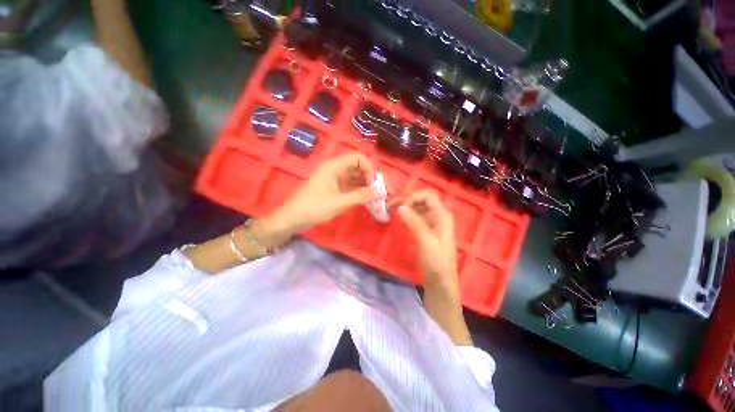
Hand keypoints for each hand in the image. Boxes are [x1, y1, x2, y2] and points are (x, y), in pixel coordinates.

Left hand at [265, 154, 380, 234]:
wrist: (293, 218)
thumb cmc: (315, 207)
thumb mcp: (340, 202)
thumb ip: (361, 196)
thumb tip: (380, 192)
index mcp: (335, 166)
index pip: (358, 158)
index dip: (370, 168)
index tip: (375, 183)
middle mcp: (336, 169)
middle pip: (359, 168)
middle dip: (371, 178)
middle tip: (381, 191)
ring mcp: (335, 179)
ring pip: (356, 178)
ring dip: (367, 186)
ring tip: (377, 197)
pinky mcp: (335, 188)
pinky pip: (351, 186)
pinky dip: (360, 192)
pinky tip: (368, 200)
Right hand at [397, 190, 471, 345]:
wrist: (440, 283)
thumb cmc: (436, 262)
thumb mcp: (425, 240)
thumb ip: (413, 221)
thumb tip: (400, 206)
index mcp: (442, 216)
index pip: (428, 196)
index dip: (413, 197)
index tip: (400, 207)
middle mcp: (438, 216)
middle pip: (422, 200)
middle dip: (407, 199)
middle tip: (390, 204)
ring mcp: (432, 224)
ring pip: (418, 208)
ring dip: (405, 206)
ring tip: (391, 209)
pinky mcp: (426, 231)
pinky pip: (416, 217)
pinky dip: (407, 215)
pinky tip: (398, 218)